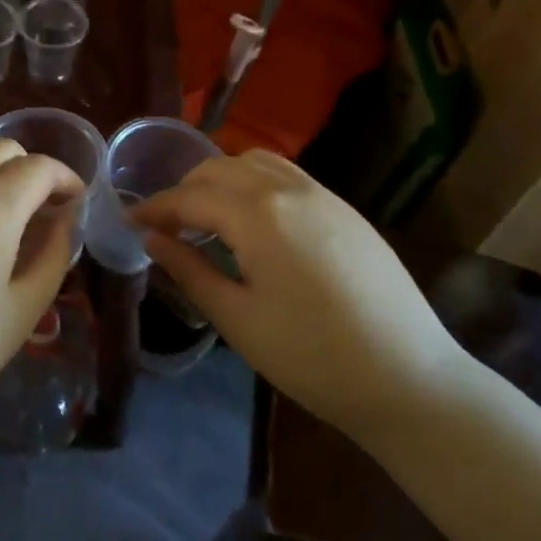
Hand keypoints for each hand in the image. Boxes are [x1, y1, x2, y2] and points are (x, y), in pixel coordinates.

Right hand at [132, 151, 465, 440]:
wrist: (409, 378)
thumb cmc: (313, 357)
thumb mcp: (239, 320)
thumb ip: (190, 271)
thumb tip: (152, 238)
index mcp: (258, 214)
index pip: (190, 198)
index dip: (155, 208)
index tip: (130, 221)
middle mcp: (288, 188)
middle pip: (220, 169)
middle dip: (185, 190)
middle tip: (165, 224)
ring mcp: (322, 194)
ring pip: (255, 163)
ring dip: (221, 179)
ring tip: (206, 215)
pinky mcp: (345, 208)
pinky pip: (286, 175)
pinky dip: (255, 182)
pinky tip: (253, 218)